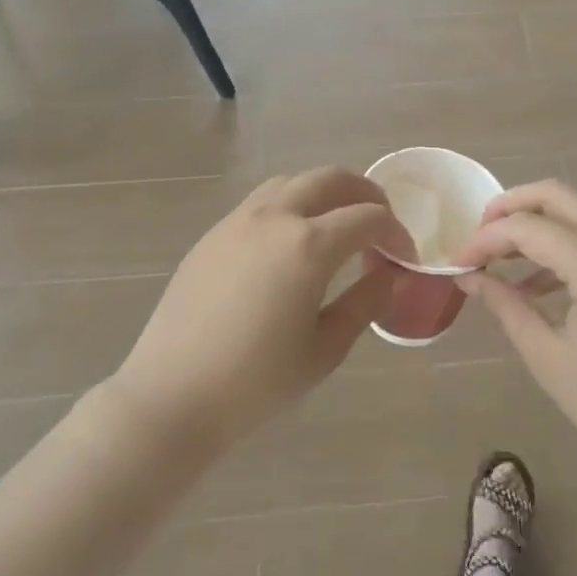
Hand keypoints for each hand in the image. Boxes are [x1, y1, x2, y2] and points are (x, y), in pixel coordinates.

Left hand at [111, 169, 415, 451]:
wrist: (172, 396)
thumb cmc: (256, 383)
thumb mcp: (325, 349)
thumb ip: (364, 303)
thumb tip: (389, 274)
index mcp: (308, 245)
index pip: (368, 217)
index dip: (395, 232)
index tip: (405, 256)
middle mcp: (274, 217)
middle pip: (331, 179)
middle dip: (365, 194)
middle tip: (380, 223)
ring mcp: (238, 220)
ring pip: (292, 182)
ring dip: (325, 193)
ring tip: (337, 226)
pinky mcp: (213, 234)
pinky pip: (262, 201)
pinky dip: (291, 205)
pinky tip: (291, 243)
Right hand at [456, 181, 576, 477]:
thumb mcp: (549, 358)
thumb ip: (506, 307)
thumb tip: (470, 278)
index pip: (526, 227)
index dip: (485, 239)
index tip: (457, 262)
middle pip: (554, 195)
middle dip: (509, 207)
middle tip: (478, 236)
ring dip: (536, 224)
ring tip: (500, 258)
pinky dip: (563, 243)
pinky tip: (538, 283)